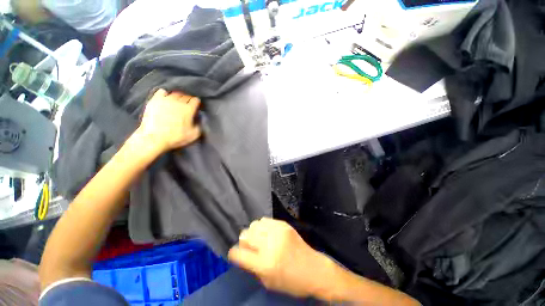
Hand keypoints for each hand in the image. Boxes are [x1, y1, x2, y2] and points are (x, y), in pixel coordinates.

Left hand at [136, 89, 200, 152]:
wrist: (155, 138)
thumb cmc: (175, 137)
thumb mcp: (194, 135)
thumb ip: (199, 125)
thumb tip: (199, 119)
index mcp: (188, 109)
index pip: (195, 100)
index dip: (197, 103)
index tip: (197, 106)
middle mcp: (178, 102)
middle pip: (186, 96)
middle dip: (189, 99)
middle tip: (189, 105)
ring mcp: (165, 100)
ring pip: (175, 93)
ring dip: (179, 97)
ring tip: (178, 102)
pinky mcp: (155, 101)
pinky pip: (162, 92)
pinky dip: (166, 94)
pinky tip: (166, 98)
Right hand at [228, 218, 332, 297]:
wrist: (314, 269)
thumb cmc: (291, 282)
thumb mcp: (269, 283)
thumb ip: (253, 268)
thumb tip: (242, 254)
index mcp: (264, 264)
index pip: (239, 253)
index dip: (234, 253)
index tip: (235, 253)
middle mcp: (269, 245)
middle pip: (245, 235)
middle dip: (244, 241)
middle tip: (249, 246)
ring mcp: (277, 232)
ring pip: (254, 225)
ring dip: (253, 232)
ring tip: (259, 238)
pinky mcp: (283, 224)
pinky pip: (265, 220)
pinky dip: (263, 226)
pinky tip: (267, 233)